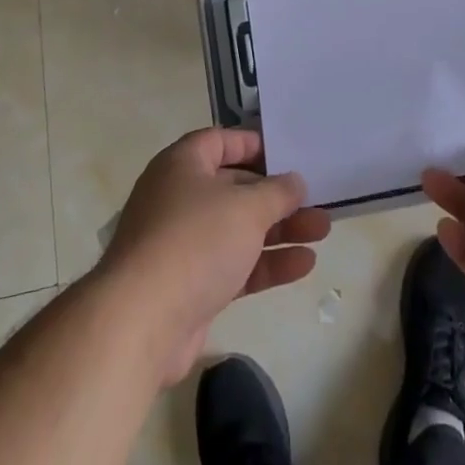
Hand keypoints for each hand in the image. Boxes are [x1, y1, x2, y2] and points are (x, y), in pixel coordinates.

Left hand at [97, 128, 330, 384]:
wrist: (141, 323)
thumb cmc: (195, 242)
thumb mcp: (246, 207)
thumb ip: (277, 192)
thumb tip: (294, 181)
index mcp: (182, 165)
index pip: (220, 141)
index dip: (253, 144)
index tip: (287, 153)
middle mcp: (179, 198)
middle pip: (235, 188)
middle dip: (277, 195)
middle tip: (316, 198)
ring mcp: (183, 244)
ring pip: (239, 229)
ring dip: (280, 231)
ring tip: (323, 231)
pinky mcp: (190, 286)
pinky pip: (235, 265)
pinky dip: (266, 264)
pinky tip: (304, 264)